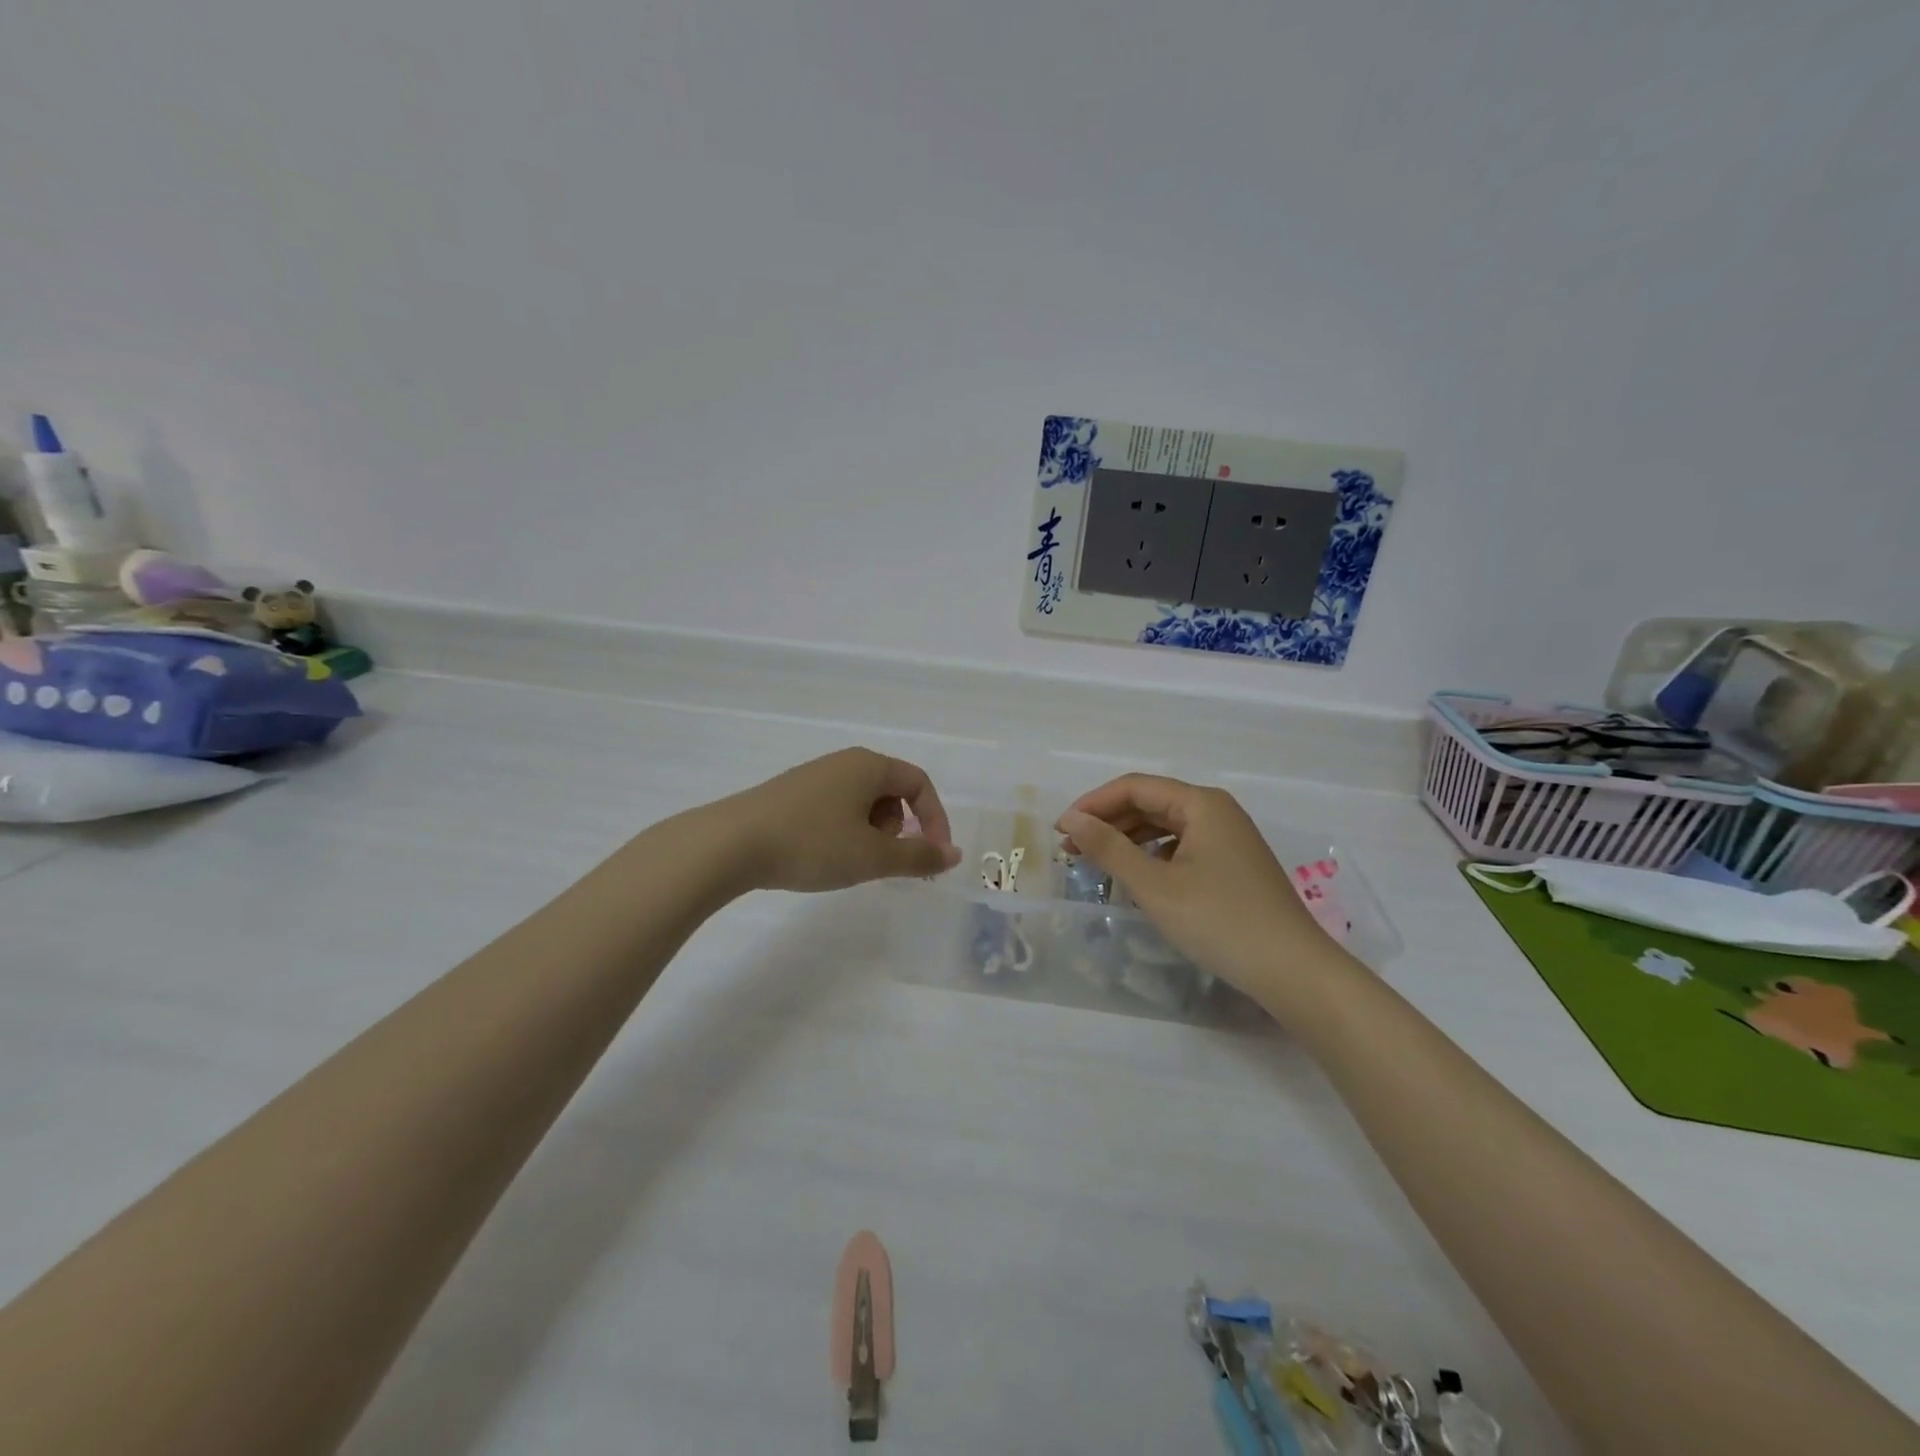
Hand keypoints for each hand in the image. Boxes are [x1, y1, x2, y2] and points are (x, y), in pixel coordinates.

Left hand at [717, 747, 961, 892]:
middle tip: (882, 859)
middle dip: (899, 828)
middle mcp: (843, 762)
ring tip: (849, 860)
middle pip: (891, 791)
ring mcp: (814, 776)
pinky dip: (844, 832)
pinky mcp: (791, 794)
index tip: (932, 856)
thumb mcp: (873, 856)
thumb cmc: (813, 844)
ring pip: (862, 802)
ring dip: (871, 833)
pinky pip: (835, 808)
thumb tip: (954, 854)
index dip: (935, 819)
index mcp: (869, 765)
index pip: (919, 783)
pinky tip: (822, 855)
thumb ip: (918, 856)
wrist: (731, 844)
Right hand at [1057, 775, 1353, 1007]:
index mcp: (1201, 803)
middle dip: (1108, 822)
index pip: (1134, 787)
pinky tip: (1136, 878)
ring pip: (1166, 826)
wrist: (1293, 971)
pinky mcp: (1233, 865)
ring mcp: (1229, 839)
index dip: (1093, 804)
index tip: (1060, 829)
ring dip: (1127, 839)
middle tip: (1071, 848)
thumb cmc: (1219, 921)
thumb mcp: (1155, 885)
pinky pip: (1182, 847)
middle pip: (1150, 803)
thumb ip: (1109, 848)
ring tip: (1095, 862)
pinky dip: (1152, 856)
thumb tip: (1071, 820)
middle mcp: (1217, 811)